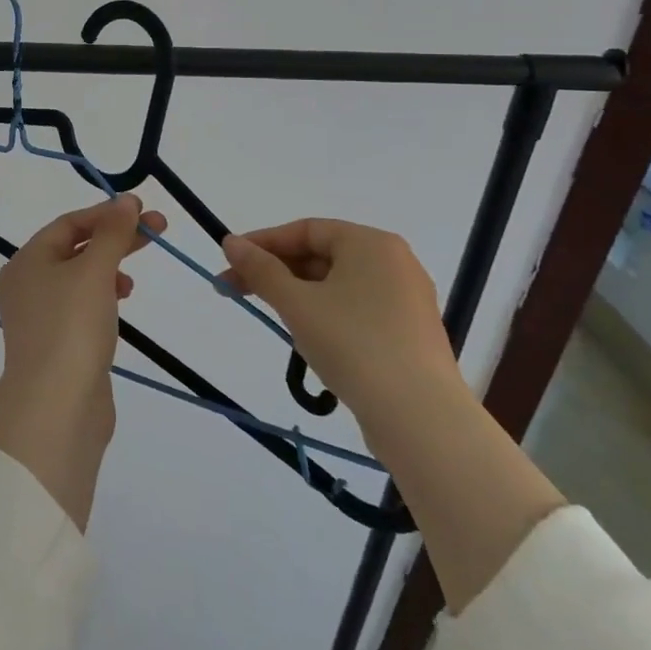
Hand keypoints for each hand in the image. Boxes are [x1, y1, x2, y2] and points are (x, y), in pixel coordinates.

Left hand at [0, 193, 163, 409]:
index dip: (107, 213)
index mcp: (27, 260)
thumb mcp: (95, 271)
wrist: (56, 408)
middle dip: (115, 239)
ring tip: (132, 281)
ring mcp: (41, 317)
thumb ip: (112, 233)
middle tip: (157, 232)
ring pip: (80, 279)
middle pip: (76, 248)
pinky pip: (82, 308)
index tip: (143, 210)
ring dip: (109, 269)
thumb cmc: (72, 327)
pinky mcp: (57, 345)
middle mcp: (27, 284)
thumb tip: (126, 201)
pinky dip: (103, 299)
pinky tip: (120, 306)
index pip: (69, 223)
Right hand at [220, 218, 464, 436]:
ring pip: (338, 285)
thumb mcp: (296, 304)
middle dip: (276, 272)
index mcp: (371, 243)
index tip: (230, 262)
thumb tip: (230, 242)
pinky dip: (326, 314)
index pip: (306, 230)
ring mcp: (406, 299)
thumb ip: (260, 270)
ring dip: (298, 295)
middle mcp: (394, 262)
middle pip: (321, 256)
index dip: (263, 243)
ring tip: (271, 316)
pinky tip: (309, 338)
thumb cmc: (353, 344)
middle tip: (235, 290)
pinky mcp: (410, 334)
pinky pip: (357, 310)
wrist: (420, 419)